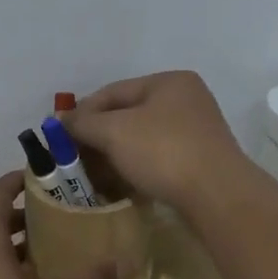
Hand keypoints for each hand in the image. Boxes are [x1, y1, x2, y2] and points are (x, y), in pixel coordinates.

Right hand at [65, 71, 251, 213]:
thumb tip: (60, 121)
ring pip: (142, 139)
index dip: (83, 111)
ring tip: (92, 174)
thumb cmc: (164, 151)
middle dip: (98, 136)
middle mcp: (186, 100)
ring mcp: (196, 132)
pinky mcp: (199, 162)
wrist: (217, 196)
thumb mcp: (114, 131)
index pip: (113, 91)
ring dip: (115, 155)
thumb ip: (83, 123)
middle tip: (73, 156)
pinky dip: (135, 168)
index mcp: (169, 82)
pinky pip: (157, 159)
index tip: (60, 134)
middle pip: (128, 114)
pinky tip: (119, 184)